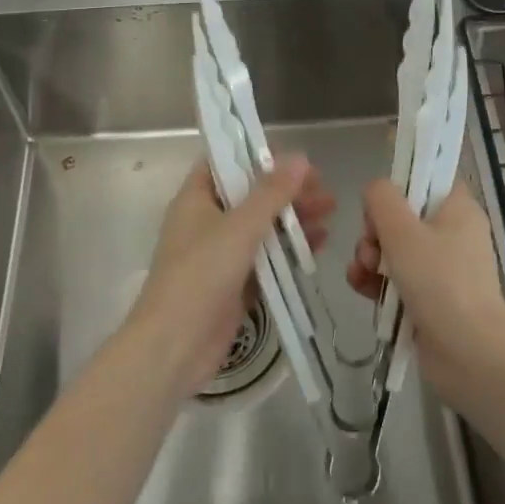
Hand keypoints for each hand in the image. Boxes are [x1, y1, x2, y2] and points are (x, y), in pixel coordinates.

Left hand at [130, 155, 333, 395]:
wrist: (174, 347)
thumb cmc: (200, 276)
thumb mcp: (239, 227)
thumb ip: (271, 193)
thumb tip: (300, 158)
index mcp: (196, 199)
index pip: (225, 163)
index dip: (258, 156)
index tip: (294, 159)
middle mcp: (206, 222)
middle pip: (251, 195)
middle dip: (287, 190)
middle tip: (324, 190)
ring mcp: (220, 255)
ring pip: (262, 227)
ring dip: (293, 218)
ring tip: (330, 213)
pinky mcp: (234, 284)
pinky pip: (266, 258)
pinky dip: (290, 249)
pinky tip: (319, 244)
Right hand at [347, 180, 504, 401]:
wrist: (469, 354)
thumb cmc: (439, 282)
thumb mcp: (402, 230)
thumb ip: (381, 199)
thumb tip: (374, 190)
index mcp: (458, 209)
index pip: (428, 180)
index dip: (400, 186)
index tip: (381, 204)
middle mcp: (453, 235)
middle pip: (403, 216)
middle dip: (375, 231)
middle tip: (370, 248)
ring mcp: (442, 270)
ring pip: (394, 250)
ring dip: (370, 258)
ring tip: (363, 273)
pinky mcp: (429, 300)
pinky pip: (396, 280)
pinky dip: (377, 283)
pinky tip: (361, 288)